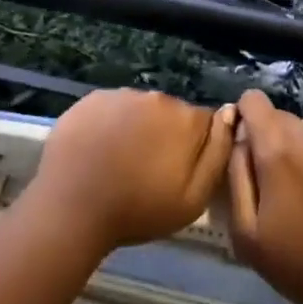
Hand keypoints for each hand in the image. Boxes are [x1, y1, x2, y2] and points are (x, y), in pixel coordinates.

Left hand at [25, 89, 233, 256]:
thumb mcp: (193, 198)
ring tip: (120, 162)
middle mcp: (156, 96)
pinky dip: (110, 125)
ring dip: (137, 129)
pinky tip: (98, 151)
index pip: (204, 123)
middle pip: (172, 114)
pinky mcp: (91, 99)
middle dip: (166, 136)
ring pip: (140, 110)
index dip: (195, 148)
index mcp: (186, 118)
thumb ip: (218, 153)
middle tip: (148, 170)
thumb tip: (230, 114)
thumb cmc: (138, 209)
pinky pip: (111, 109)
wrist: (72, 207)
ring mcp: (120, 94)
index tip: (180, 171)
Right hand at [222, 89, 302, 303]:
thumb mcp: (246, 232)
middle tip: (282, 185)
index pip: (253, 100)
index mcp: (278, 148)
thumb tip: (239, 139)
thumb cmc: (300, 264)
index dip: (246, 119)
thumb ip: (236, 174)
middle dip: (277, 143)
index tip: (249, 148)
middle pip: (285, 120)